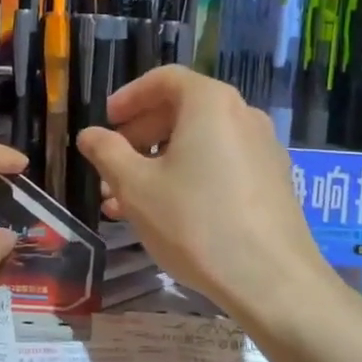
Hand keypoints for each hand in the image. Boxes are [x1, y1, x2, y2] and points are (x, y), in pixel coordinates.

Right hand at [76, 67, 324, 317]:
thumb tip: (89, 135)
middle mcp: (242, 115)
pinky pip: (220, 165)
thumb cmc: (195, 222)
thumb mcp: (136, 187)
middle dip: (139, 138)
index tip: (106, 121)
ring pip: (198, 144)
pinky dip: (188, 177)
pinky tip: (163, 214)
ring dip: (158, 164)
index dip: (129, 97)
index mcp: (210, 103)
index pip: (164, 80)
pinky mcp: (272, 182)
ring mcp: (262, 149)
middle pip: (182, 111)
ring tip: (124, 200)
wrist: (272, 281)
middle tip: (110, 167)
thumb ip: (107, 152)